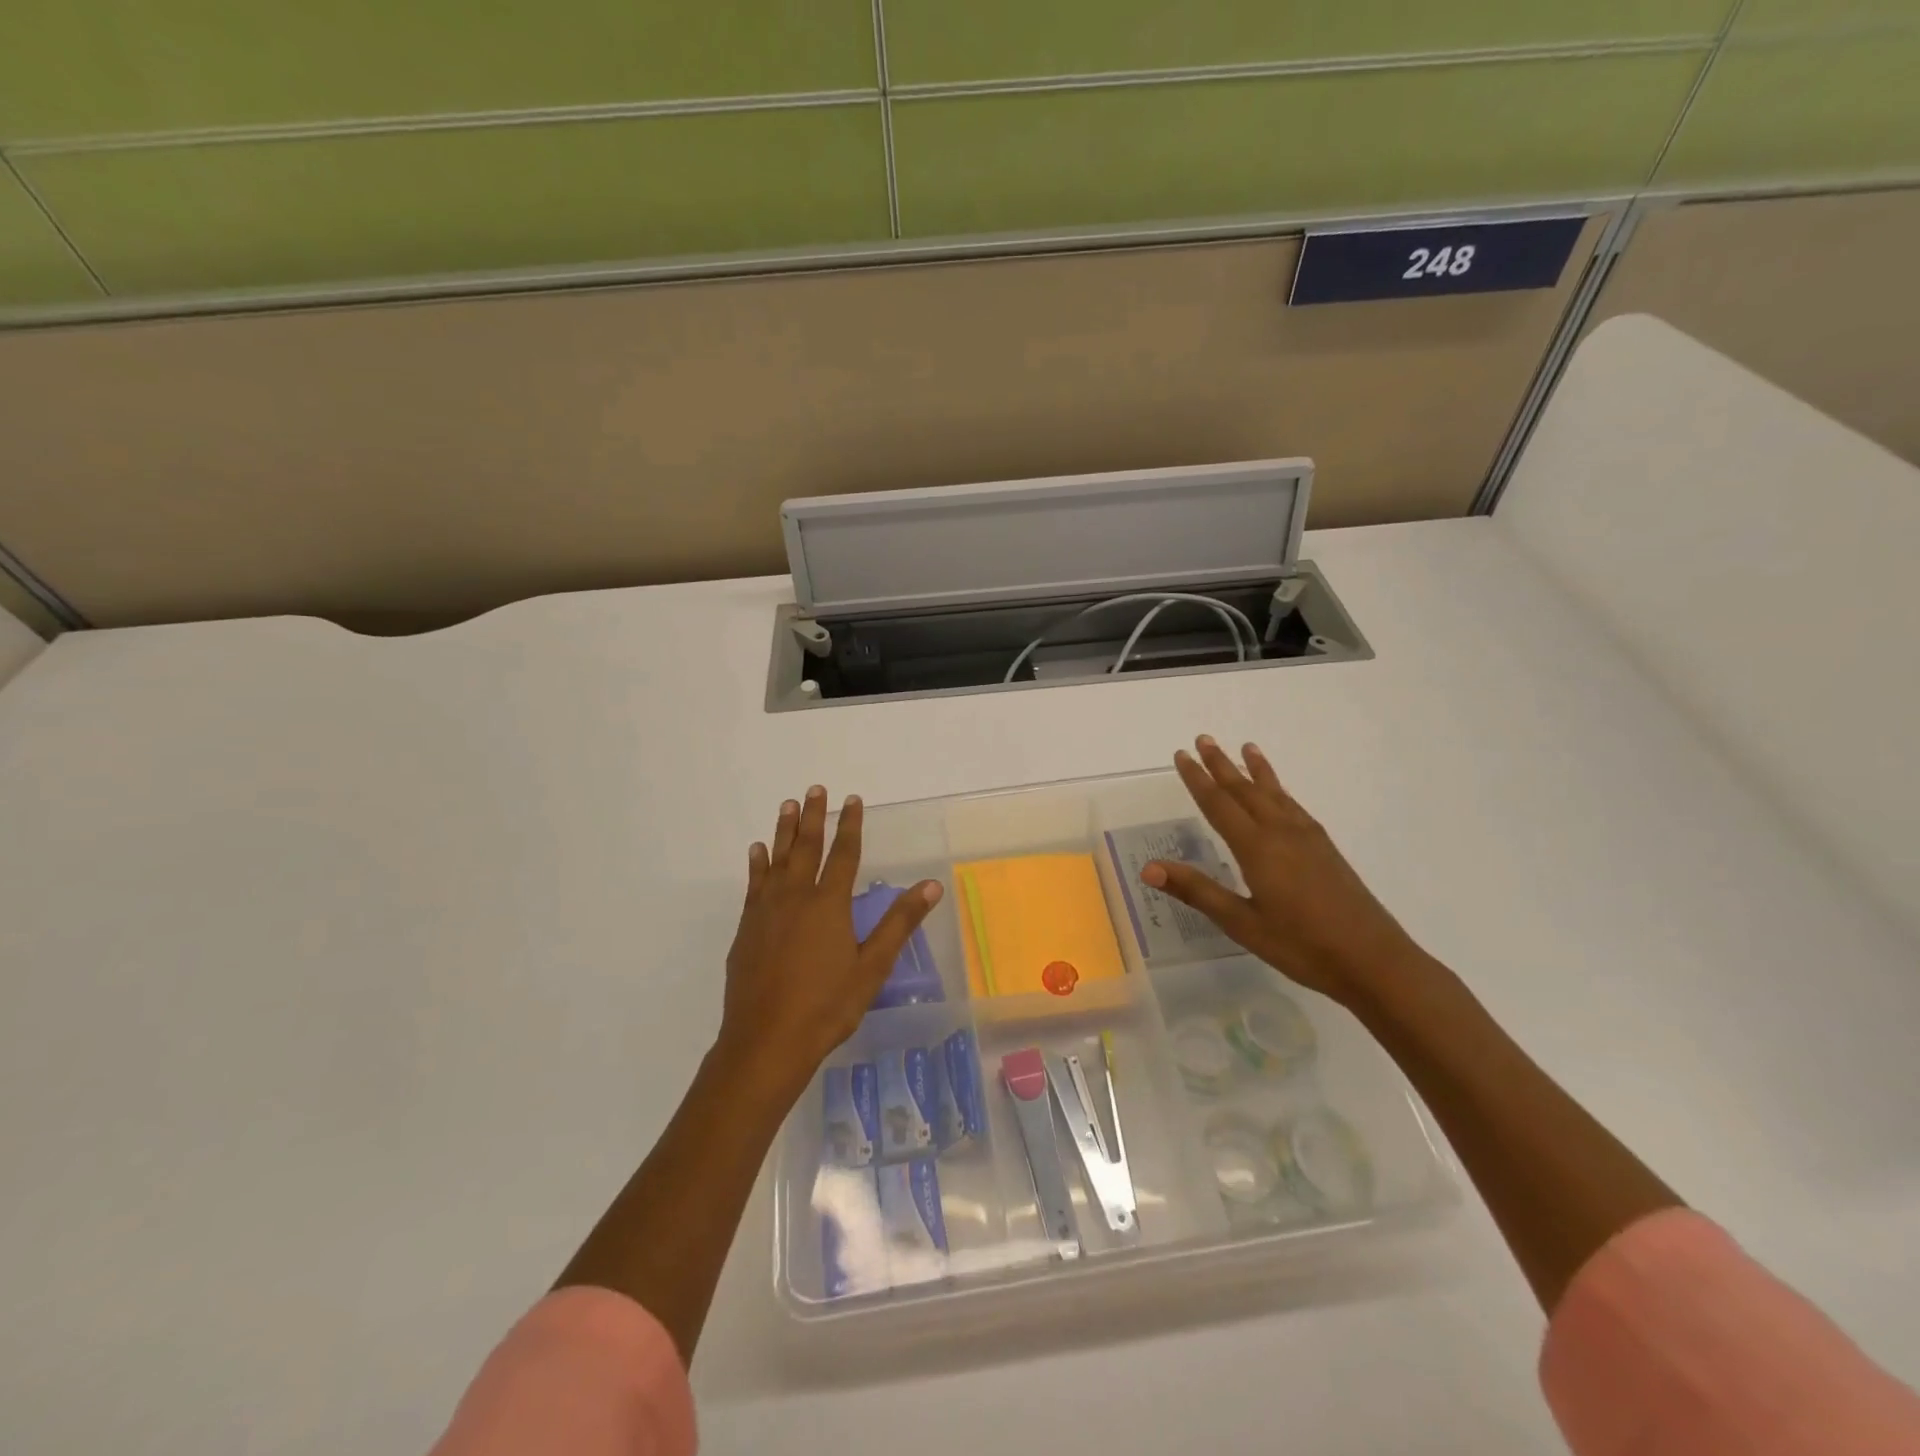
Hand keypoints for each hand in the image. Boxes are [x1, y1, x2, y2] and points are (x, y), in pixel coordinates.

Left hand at [721, 786, 941, 1085]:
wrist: (766, 1041)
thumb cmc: (826, 1007)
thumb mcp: (872, 967)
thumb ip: (899, 923)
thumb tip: (930, 885)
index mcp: (829, 905)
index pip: (844, 854)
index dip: (851, 825)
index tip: (853, 800)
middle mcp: (796, 898)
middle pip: (806, 847)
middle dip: (813, 816)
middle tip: (815, 789)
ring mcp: (767, 911)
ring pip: (777, 860)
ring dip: (783, 831)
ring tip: (787, 805)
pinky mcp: (747, 928)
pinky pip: (754, 884)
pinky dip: (757, 864)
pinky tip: (758, 852)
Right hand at [1141, 737, 1425, 1004]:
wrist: (1373, 960)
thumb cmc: (1301, 945)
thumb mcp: (1241, 922)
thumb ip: (1197, 891)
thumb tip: (1148, 869)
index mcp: (1257, 848)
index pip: (1219, 805)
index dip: (1198, 779)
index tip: (1182, 755)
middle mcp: (1281, 833)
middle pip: (1246, 791)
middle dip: (1222, 765)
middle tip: (1204, 738)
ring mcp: (1307, 839)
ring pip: (1274, 794)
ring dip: (1256, 771)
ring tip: (1247, 748)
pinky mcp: (1325, 850)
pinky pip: (1294, 807)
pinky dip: (1280, 791)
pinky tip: (1280, 795)